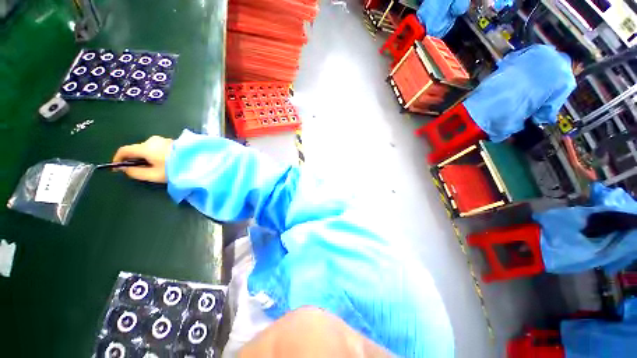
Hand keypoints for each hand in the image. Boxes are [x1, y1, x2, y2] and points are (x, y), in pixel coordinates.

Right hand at [112, 136, 173, 182]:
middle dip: (134, 159)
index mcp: (145, 147)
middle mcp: (152, 140)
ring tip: (153, 168)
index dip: (118, 159)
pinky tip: (162, 162)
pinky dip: (154, 154)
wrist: (197, 161)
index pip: (124, 150)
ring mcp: (163, 139)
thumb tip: (125, 169)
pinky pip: (157, 147)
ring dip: (145, 157)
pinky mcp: (171, 141)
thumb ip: (135, 172)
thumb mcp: (153, 174)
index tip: (117, 168)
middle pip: (137, 149)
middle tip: (137, 170)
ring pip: (148, 148)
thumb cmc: (173, 169)